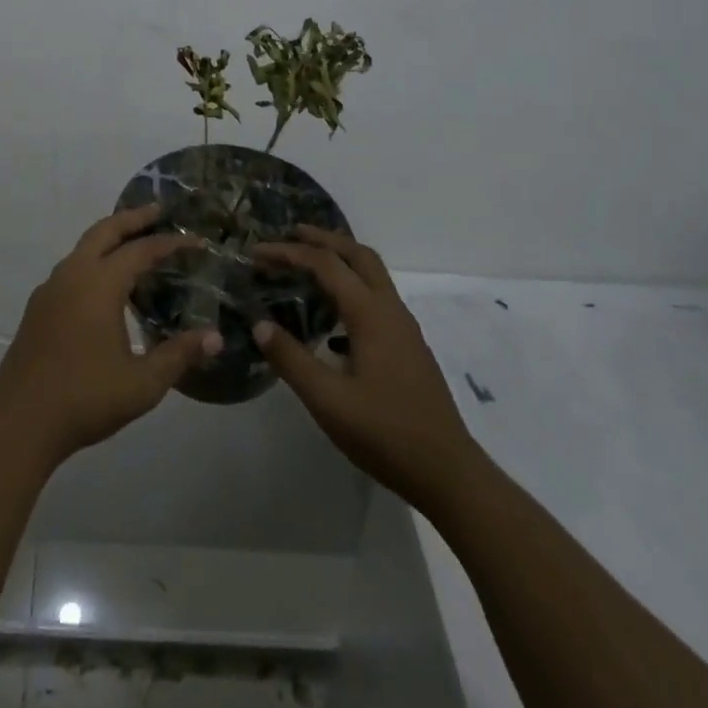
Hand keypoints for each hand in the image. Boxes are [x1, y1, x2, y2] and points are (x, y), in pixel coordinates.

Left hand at [0, 204, 222, 465]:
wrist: (19, 422)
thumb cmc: (85, 398)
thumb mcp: (142, 383)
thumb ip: (178, 356)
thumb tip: (215, 337)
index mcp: (99, 284)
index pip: (141, 250)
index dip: (169, 243)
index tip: (194, 240)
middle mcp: (73, 275)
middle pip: (105, 231)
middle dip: (133, 218)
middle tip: (158, 212)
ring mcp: (50, 289)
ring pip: (83, 247)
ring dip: (109, 238)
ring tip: (132, 244)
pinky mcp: (38, 307)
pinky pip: (71, 268)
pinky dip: (92, 260)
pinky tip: (103, 284)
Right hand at [252, 226, 473, 508]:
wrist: (449, 474)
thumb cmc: (386, 435)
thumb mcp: (329, 402)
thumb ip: (291, 360)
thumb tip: (260, 324)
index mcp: (371, 314)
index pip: (326, 265)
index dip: (289, 253)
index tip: (257, 252)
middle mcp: (390, 310)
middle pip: (358, 255)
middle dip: (323, 239)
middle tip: (290, 234)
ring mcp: (404, 328)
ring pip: (372, 274)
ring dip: (340, 260)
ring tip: (307, 264)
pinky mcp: (408, 347)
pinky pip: (376, 297)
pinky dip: (351, 287)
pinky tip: (331, 318)